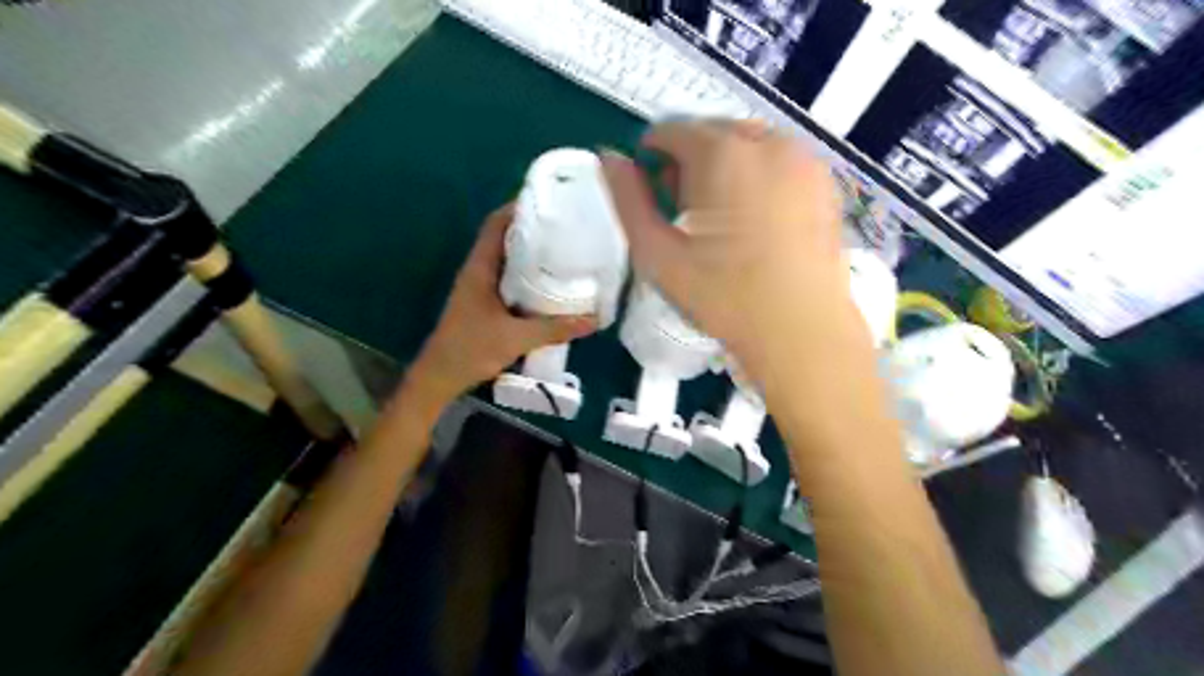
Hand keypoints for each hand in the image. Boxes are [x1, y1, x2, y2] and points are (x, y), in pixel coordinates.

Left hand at [409, 204, 596, 406]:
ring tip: (563, 251)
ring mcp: (480, 288)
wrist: (440, 377)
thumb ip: (554, 329)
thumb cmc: (471, 349)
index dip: (516, 208)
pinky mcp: (485, 304)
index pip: (495, 225)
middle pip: (505, 239)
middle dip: (532, 230)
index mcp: (479, 269)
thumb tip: (593, 320)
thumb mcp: (516, 338)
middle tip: (565, 228)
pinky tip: (550, 285)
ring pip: (508, 260)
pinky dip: (528, 277)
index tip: (547, 203)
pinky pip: (509, 280)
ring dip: (531, 254)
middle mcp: (479, 271)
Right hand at [596, 119, 860, 387]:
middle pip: (711, 132)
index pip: (671, 130)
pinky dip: (758, 177)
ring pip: (747, 144)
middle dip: (690, 161)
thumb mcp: (658, 254)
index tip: (653, 195)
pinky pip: (779, 161)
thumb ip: (628, 201)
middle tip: (685, 212)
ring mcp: (804, 158)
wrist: (802, 331)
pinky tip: (757, 222)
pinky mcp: (826, 181)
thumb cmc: (723, 297)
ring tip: (721, 220)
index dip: (652, 158)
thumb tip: (610, 159)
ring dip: (725, 167)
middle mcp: (768, 141)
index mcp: (722, 153)